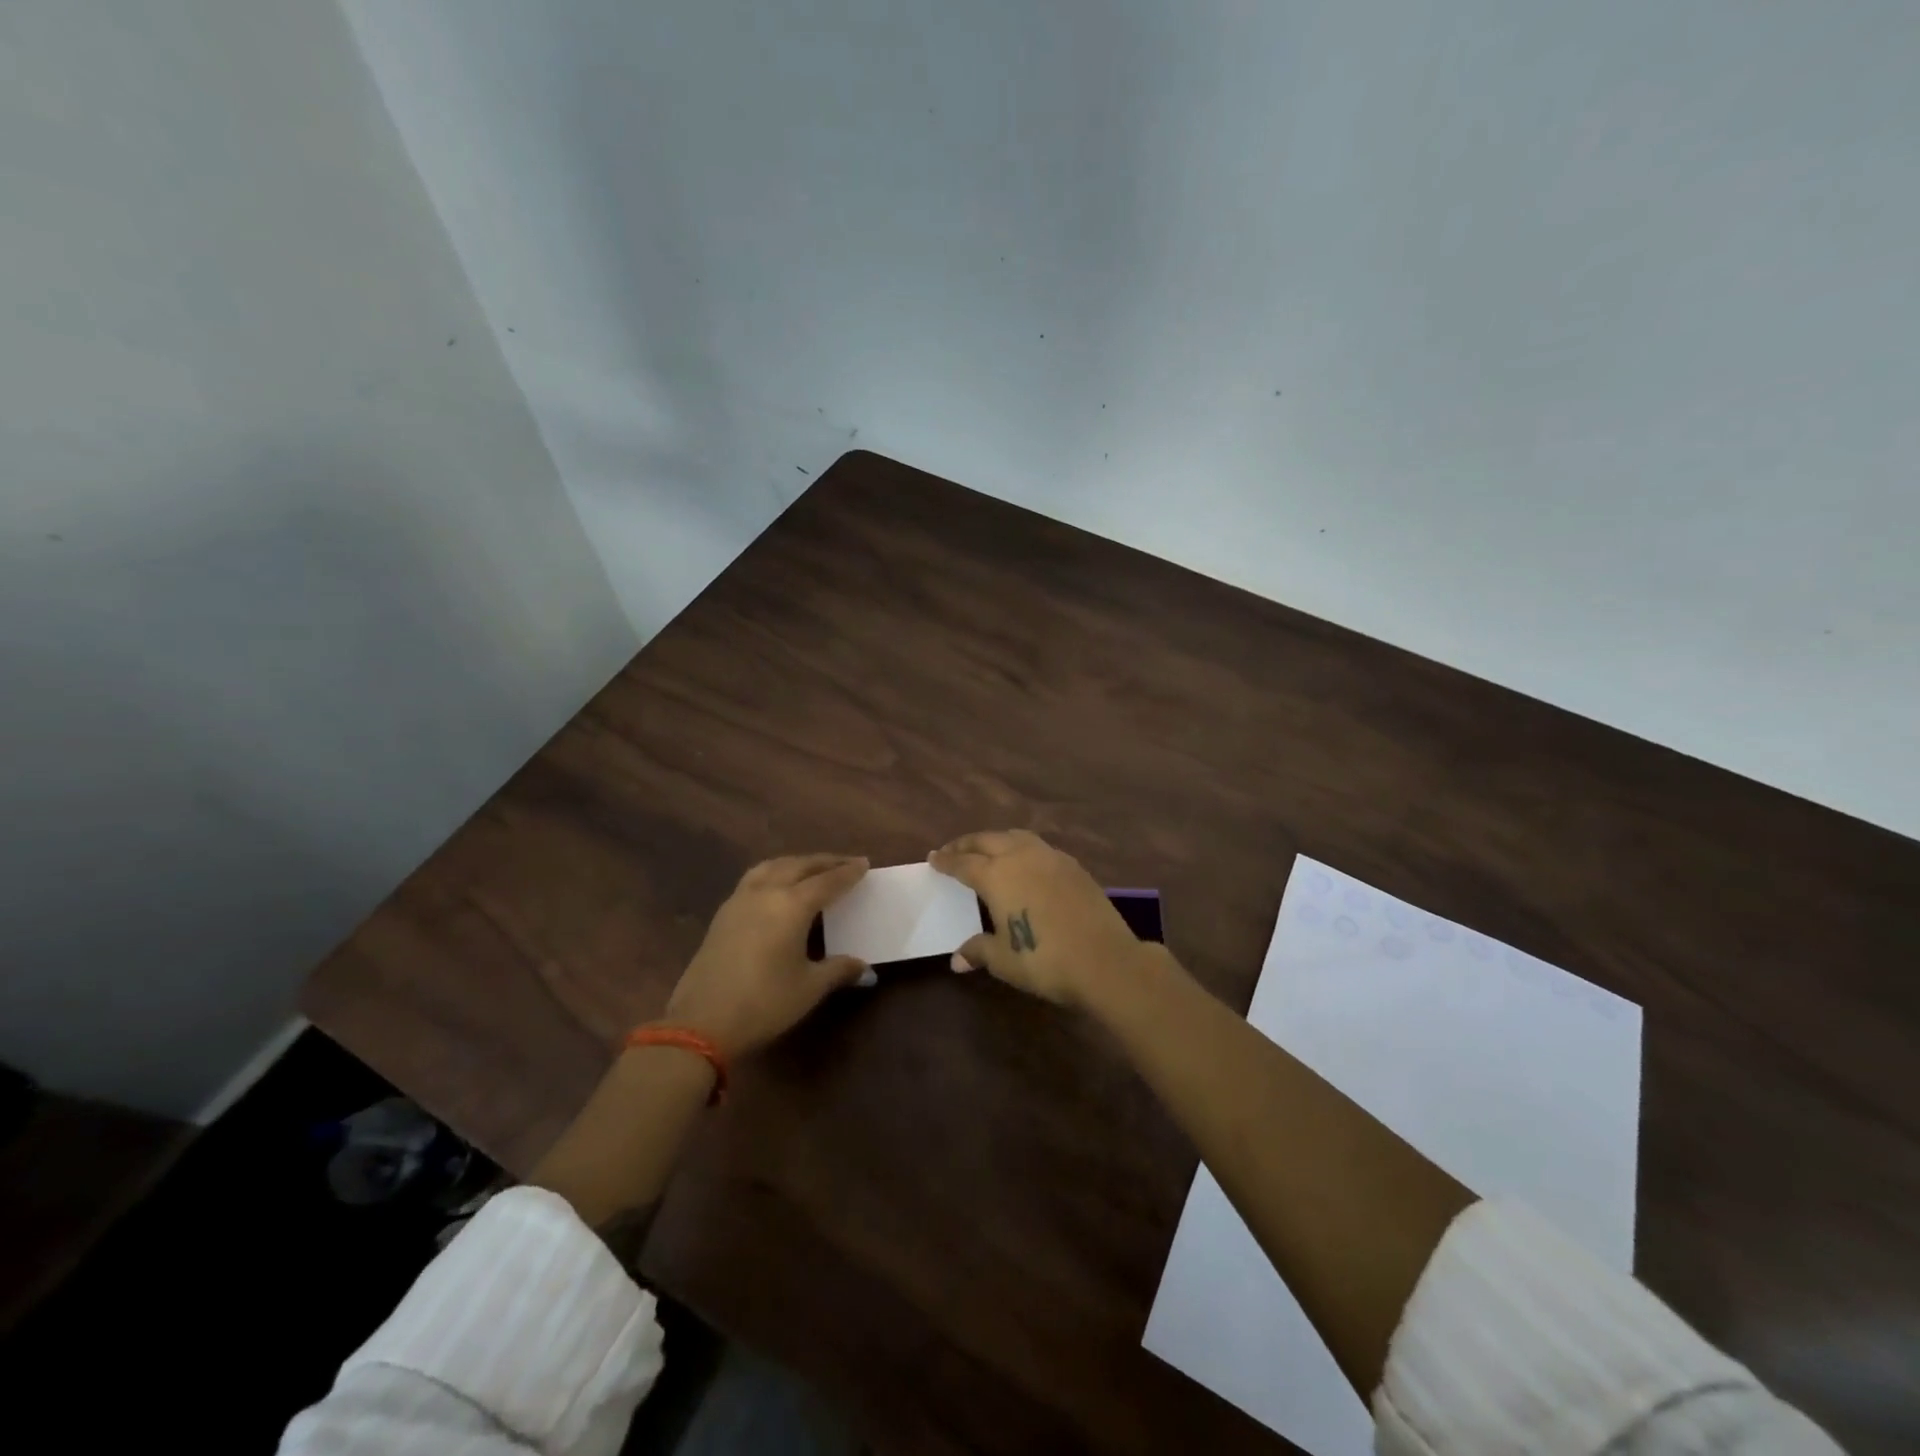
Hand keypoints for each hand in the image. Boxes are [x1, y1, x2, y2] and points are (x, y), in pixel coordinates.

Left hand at [663, 853, 870, 1058]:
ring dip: (796, 863)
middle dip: (824, 862)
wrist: (701, 1023)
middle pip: (800, 865)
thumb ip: (838, 970)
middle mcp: (766, 892)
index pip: (827, 881)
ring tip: (811, 869)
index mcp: (792, 905)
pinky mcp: (723, 913)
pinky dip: (774, 873)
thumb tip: (864, 967)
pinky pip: (754, 878)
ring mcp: (740, 900)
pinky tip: (777, 887)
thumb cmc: (764, 1002)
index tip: (864, 864)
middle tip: (845, 863)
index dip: (848, 872)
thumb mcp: (809, 988)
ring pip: (773, 866)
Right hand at [929, 830, 1149, 1006]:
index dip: (946, 860)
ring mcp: (1050, 857)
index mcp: (996, 875)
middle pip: (987, 840)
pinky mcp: (1073, 866)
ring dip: (996, 840)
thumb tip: (957, 959)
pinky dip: (1022, 848)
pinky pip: (1038, 847)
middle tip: (952, 850)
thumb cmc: (1045, 960)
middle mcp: (1021, 857)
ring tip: (987, 849)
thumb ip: (979, 951)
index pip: (963, 863)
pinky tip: (1024, 862)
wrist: (1104, 960)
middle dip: (967, 844)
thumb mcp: (1004, 960)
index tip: (933, 858)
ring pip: (1015, 836)